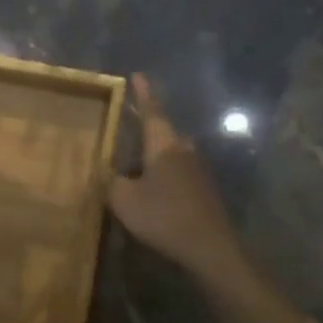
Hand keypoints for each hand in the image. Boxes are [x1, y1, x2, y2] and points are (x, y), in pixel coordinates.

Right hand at [109, 74, 240, 275]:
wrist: (209, 247)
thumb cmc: (163, 216)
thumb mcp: (124, 200)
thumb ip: (113, 183)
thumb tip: (114, 176)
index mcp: (163, 145)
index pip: (152, 111)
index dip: (143, 94)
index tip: (138, 75)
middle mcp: (183, 150)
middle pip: (164, 131)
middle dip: (147, 127)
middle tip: (129, 125)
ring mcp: (197, 170)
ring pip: (171, 153)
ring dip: (154, 155)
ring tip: (134, 165)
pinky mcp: (203, 190)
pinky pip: (178, 172)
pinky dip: (163, 174)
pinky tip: (152, 191)